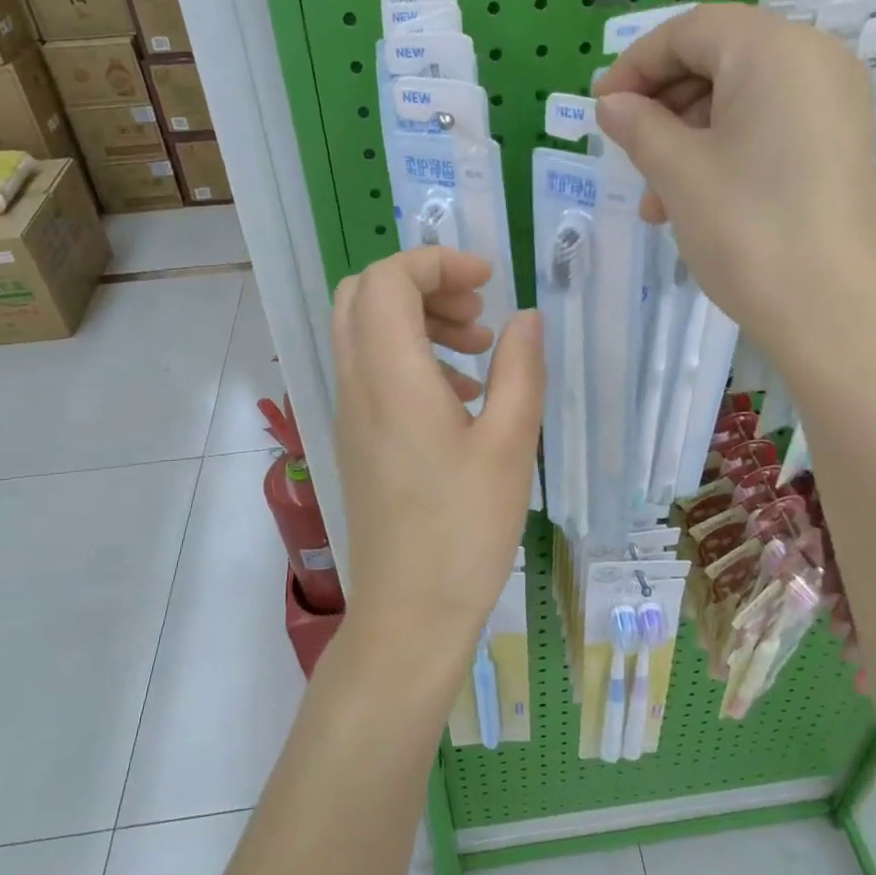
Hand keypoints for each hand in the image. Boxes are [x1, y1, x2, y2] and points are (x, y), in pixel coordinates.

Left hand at [330, 247, 543, 669]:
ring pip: (364, 331)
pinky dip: (410, 357)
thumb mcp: (509, 444)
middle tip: (477, 311)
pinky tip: (461, 396)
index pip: (387, 279)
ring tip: (479, 350)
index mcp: (391, 376)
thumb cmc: (464, 529)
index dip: (435, 262)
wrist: (409, 612)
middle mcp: (356, 384)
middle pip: (362, 294)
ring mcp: (349, 413)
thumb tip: (526, 318)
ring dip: (418, 320)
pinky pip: (371, 370)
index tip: (487, 280)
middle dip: (421, 284)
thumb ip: (519, 370)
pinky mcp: (356, 438)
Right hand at [593, 4, 875, 364]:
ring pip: (741, 101)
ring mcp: (836, 105)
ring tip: (655, 200)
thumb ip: (638, 126)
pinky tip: (695, 203)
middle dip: (662, 108)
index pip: (690, 30)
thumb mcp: (678, 173)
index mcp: (776, 48)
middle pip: (719, 60)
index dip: (635, 65)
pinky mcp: (840, 146)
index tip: (600, 109)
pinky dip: (725, 153)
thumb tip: (611, 104)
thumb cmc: (747, 230)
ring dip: (687, 140)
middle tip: (626, 155)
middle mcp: (816, 61)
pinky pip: (769, 128)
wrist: (833, 314)